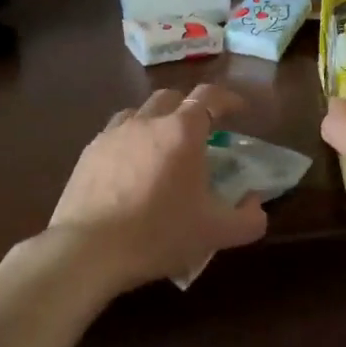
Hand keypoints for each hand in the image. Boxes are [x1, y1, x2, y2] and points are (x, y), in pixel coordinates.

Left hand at [49, 84, 268, 294]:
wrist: (89, 250)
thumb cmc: (158, 235)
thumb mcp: (216, 234)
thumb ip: (248, 218)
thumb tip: (256, 204)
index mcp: (182, 132)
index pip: (209, 96)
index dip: (228, 99)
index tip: (239, 110)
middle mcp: (147, 122)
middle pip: (172, 97)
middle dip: (191, 107)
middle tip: (202, 132)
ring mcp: (113, 134)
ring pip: (140, 112)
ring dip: (158, 120)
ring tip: (164, 146)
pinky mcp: (88, 152)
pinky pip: (115, 133)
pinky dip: (131, 140)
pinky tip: (132, 166)